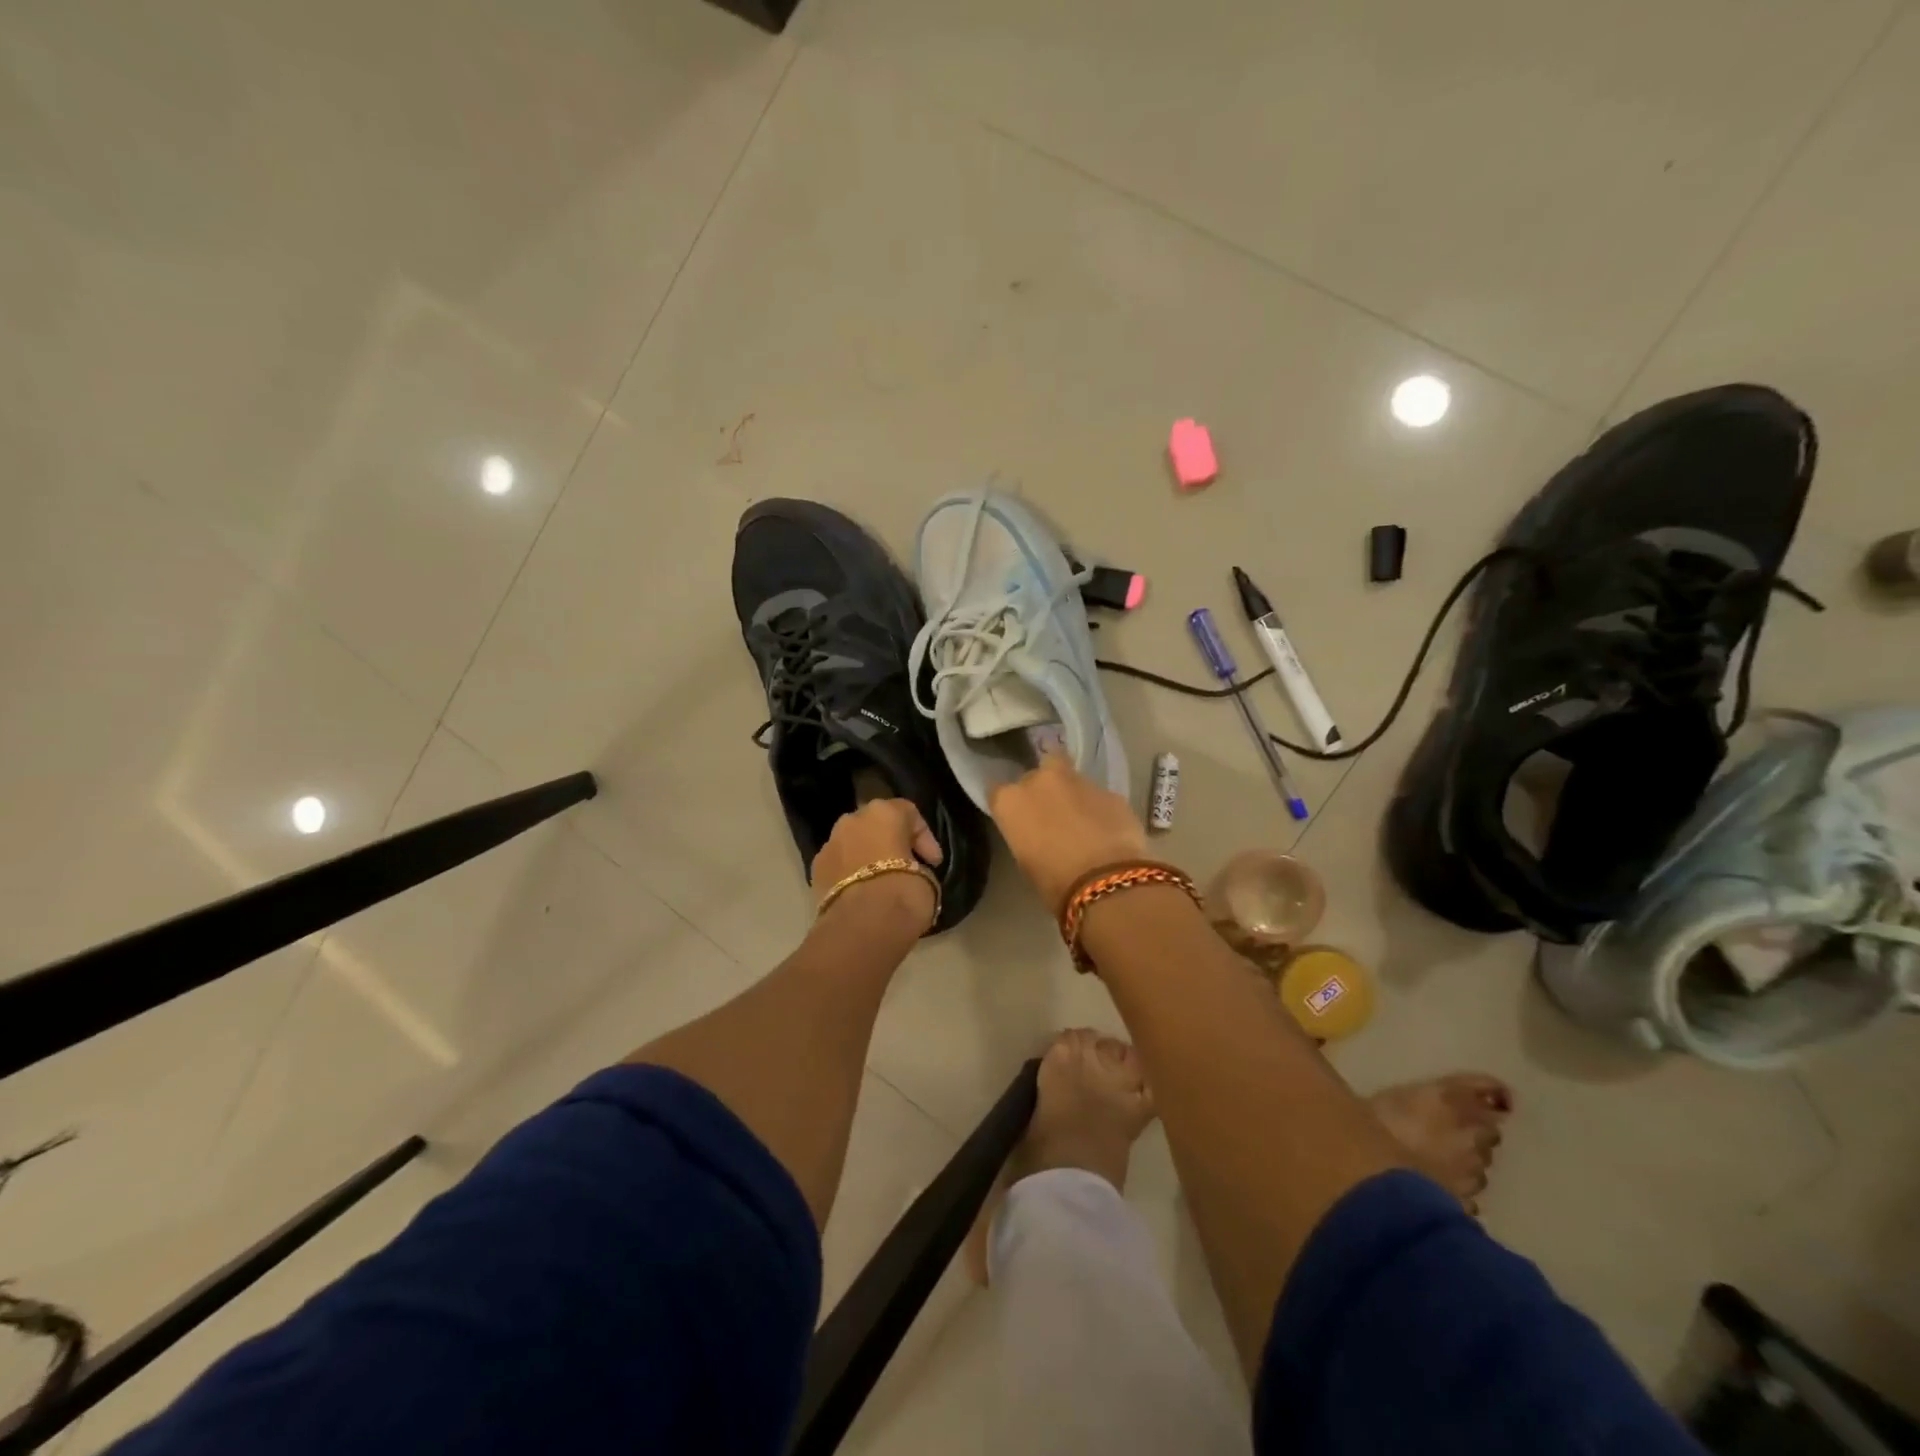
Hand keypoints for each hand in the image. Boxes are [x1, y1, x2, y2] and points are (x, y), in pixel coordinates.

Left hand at [810, 798, 942, 925]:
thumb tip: (910, 874)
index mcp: (884, 812)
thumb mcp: (928, 878)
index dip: (925, 839)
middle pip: (877, 825)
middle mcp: (852, 820)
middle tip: (908, 868)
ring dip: (868, 858)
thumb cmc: (904, 893)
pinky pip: (840, 866)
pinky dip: (851, 876)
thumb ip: (918, 867)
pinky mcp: (815, 871)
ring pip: (854, 844)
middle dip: (892, 843)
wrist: (861, 927)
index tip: (934, 864)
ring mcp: (829, 844)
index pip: (910, 814)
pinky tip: (862, 896)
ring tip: (882, 884)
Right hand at [988, 754, 1150, 912]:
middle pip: (1036, 774)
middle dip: (1042, 789)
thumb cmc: (1054, 882)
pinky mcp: (1110, 791)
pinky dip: (1098, 808)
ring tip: (1082, 821)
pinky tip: (1106, 829)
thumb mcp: (1026, 861)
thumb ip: (1026, 834)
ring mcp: (1078, 780)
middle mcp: (1041, 780)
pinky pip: (1098, 796)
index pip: (998, 792)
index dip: (1011, 805)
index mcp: (1011, 801)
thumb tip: (1037, 831)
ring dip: (1072, 794)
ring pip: (1070, 778)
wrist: (1106, 880)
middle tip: (1051, 813)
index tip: (1017, 818)